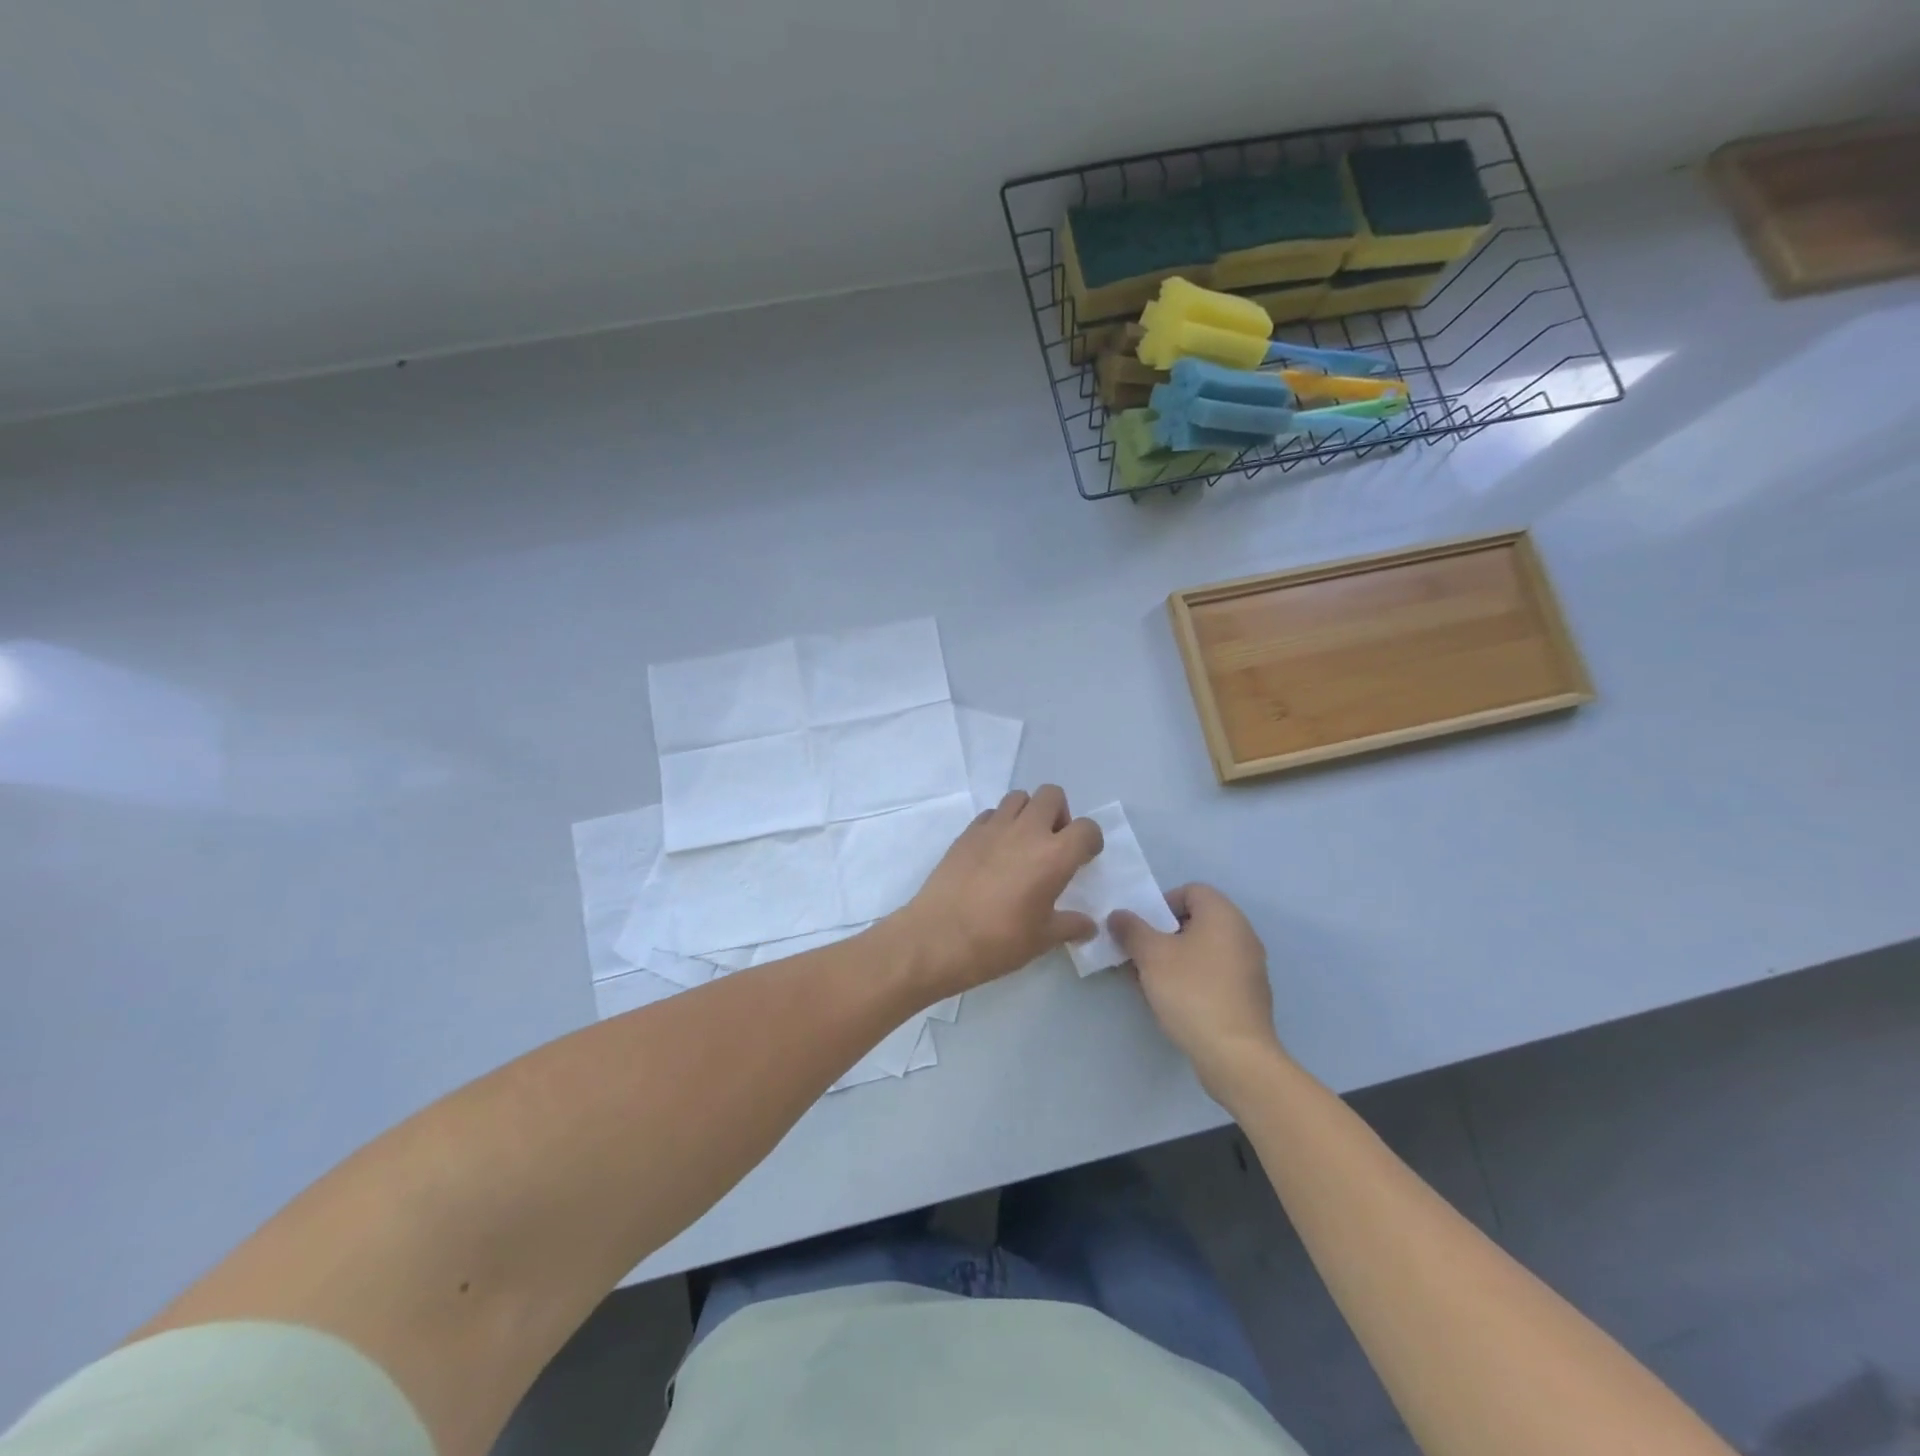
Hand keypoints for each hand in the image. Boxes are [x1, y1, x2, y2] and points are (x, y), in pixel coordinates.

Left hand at [890, 785, 1103, 996]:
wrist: (939, 936)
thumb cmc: (998, 941)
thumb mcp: (1042, 939)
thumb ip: (1070, 926)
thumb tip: (1088, 926)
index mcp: (1054, 855)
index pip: (1087, 828)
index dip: (1090, 841)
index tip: (1083, 859)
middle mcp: (1027, 831)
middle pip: (1052, 795)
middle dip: (1059, 814)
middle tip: (1053, 844)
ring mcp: (994, 827)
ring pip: (1019, 797)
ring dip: (1028, 813)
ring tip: (1023, 844)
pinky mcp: (967, 832)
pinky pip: (991, 814)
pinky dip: (999, 824)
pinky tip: (994, 852)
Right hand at [1110, 884, 1284, 1096]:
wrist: (1236, 1055)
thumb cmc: (1192, 992)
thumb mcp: (1151, 955)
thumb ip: (1131, 930)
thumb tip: (1119, 916)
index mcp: (1224, 915)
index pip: (1190, 891)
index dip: (1161, 904)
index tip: (1142, 929)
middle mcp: (1242, 934)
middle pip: (1196, 921)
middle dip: (1162, 935)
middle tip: (1139, 955)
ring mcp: (1249, 967)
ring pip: (1203, 950)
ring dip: (1174, 959)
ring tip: (1149, 981)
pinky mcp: (1248, 997)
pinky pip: (1214, 974)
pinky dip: (1192, 979)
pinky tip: (1172, 1002)